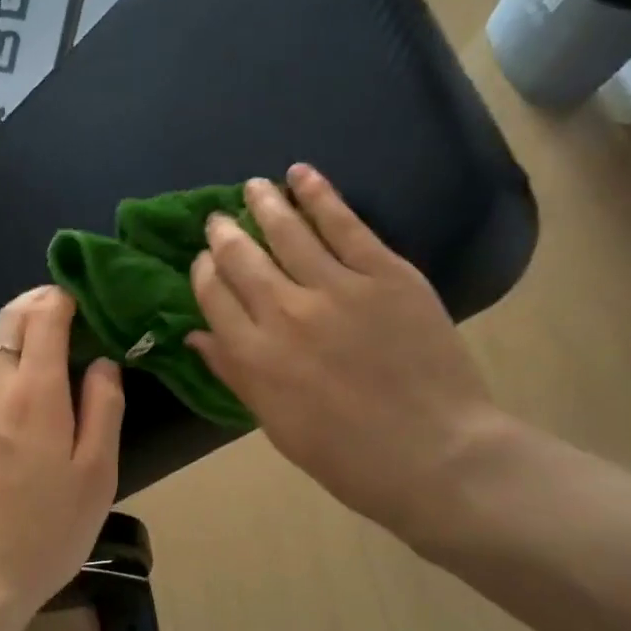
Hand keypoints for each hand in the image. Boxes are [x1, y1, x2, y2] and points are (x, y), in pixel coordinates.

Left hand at [0, 286, 124, 618]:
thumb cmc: (45, 532)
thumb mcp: (96, 475)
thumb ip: (104, 408)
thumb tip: (103, 362)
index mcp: (34, 391)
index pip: (44, 315)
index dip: (65, 297)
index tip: (86, 301)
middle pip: (9, 318)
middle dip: (38, 303)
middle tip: (68, 312)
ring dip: (15, 329)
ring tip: (44, 343)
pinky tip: (13, 384)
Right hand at [186, 164, 514, 549]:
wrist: (434, 453)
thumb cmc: (346, 455)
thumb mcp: (275, 424)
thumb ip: (234, 374)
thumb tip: (196, 336)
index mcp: (253, 356)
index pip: (213, 296)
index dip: (204, 271)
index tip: (205, 260)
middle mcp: (283, 313)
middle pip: (241, 258)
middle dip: (225, 234)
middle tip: (220, 219)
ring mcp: (336, 288)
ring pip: (287, 232)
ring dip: (265, 204)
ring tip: (254, 186)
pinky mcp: (384, 273)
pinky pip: (344, 224)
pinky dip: (319, 195)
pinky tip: (301, 175)